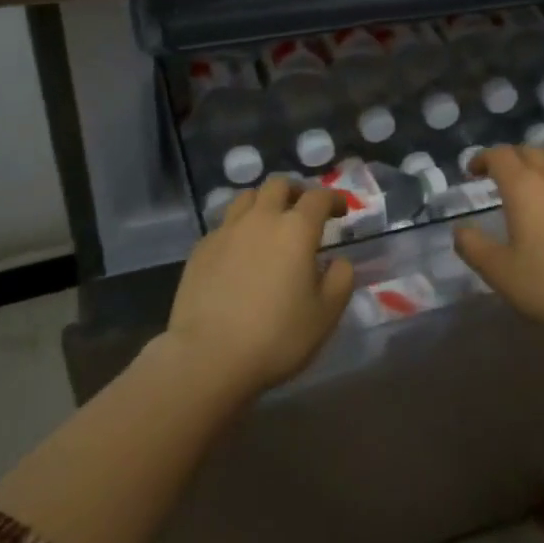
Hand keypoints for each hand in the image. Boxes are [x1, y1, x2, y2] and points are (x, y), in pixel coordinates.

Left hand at [163, 177, 355, 397]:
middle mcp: (260, 219)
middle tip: (304, 211)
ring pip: (247, 197)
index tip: (342, 209)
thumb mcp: (325, 314)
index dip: (334, 198)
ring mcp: (226, 231)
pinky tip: (241, 251)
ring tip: (270, 223)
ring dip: (264, 202)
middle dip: (296, 192)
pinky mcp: (201, 249)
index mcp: (296, 230)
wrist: (207, 357)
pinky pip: (225, 224)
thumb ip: (340, 279)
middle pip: (278, 185)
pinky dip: (240, 227)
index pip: (318, 197)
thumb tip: (338, 261)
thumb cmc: (276, 337)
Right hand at [453, 145, 543, 334]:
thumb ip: (474, 247)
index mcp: (524, 187)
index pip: (500, 155)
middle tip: (496, 175)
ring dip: (538, 163)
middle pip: (530, 151)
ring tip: (529, 183)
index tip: (471, 172)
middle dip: (509, 157)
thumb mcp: (500, 272)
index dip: (482, 158)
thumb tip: (460, 230)